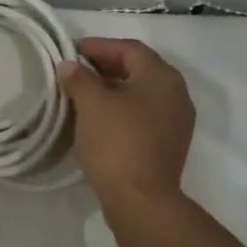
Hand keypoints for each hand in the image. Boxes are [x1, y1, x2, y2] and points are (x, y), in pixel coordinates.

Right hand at [56, 38, 194, 207]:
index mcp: (162, 76)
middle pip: (137, 70)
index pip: (129, 49)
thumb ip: (79, 78)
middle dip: (105, 67)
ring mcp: (176, 122)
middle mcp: (176, 94)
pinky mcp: (168, 145)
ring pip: (140, 95)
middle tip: (75, 71)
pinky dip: (120, 111)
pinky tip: (98, 120)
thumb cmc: (117, 142)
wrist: (141, 200)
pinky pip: (142, 116)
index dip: (100, 46)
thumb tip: (70, 66)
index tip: (73, 50)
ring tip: (82, 95)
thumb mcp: (92, 104)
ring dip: (112, 90)